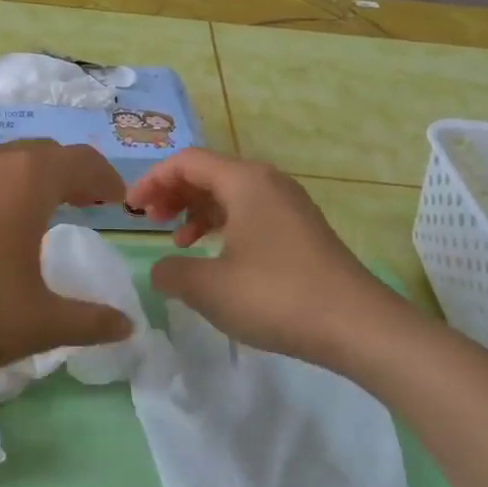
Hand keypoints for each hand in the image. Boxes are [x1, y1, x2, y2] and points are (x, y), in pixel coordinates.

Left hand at [0, 140, 133, 377]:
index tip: (116, 200)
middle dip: (68, 174)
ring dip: (26, 179)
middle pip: (41, 153)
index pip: (81, 162)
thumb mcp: (41, 322)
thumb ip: (90, 321)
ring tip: (33, 212)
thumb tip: (127, 326)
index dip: (105, 178)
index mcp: (27, 180)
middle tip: (83, 202)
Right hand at [125, 148, 398, 368]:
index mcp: (244, 181)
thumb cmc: (276, 297)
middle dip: (174, 193)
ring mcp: (289, 206)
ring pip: (231, 194)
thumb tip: (160, 270)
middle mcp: (268, 182)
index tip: (131, 210)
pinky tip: (216, 256)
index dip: (152, 180)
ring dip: (197, 211)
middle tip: (150, 221)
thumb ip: (171, 273)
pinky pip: (251, 213)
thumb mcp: (209, 288)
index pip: (187, 162)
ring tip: (179, 241)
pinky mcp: (301, 230)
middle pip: (210, 172)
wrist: (356, 325)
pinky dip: (224, 226)